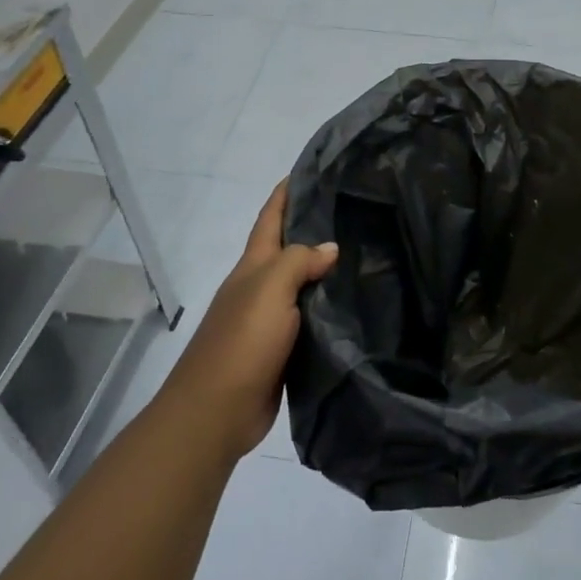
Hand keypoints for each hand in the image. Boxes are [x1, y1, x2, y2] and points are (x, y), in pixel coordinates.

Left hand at [160, 183, 337, 464]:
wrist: (216, 411)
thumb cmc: (241, 342)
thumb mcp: (270, 289)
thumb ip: (299, 262)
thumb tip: (329, 247)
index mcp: (253, 267)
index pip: (270, 218)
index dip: (286, 192)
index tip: (313, 168)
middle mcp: (260, 287)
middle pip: (288, 247)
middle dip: (313, 226)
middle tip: (354, 209)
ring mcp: (270, 319)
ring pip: (302, 283)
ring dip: (325, 268)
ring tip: (364, 252)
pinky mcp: (283, 349)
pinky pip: (310, 317)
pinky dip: (329, 306)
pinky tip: (353, 302)